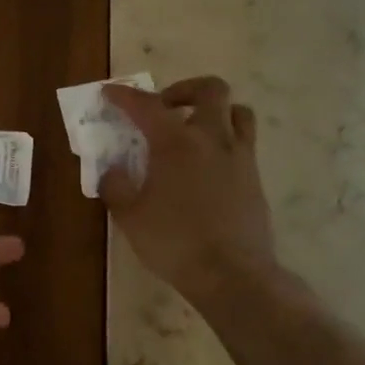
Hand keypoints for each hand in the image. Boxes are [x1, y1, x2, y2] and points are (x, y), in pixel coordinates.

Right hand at [100, 76, 280, 304]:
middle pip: (210, 90)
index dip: (125, 96)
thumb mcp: (130, 217)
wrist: (232, 274)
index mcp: (176, 143)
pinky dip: (225, 141)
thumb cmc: (174, 242)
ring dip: (215, 111)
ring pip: (238, 112)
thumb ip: (115, 187)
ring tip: (195, 129)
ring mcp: (239, 157)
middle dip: (185, 89)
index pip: (147, 106)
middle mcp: (212, 139)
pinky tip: (208, 166)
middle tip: (166, 107)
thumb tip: (112, 171)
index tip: (110, 93)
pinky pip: (244, 143)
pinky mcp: (255, 178)